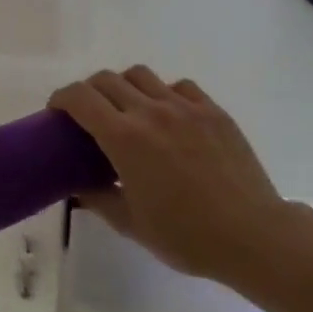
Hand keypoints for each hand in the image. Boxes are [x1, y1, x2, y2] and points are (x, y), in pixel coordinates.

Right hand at [50, 66, 302, 285]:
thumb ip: (97, 198)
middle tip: (90, 115)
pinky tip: (170, 118)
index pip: (79, 97)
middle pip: (106, 79)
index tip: (57, 112)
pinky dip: (164, 94)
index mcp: (124, 137)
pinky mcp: (212, 110)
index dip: (61, 98)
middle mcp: (150, 111)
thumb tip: (77, 186)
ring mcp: (184, 107)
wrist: (255, 237)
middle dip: (90, 92)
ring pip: (141, 75)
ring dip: (125, 87)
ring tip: (130, 111)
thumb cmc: (187, 236)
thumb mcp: (131, 224)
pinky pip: (179, 86)